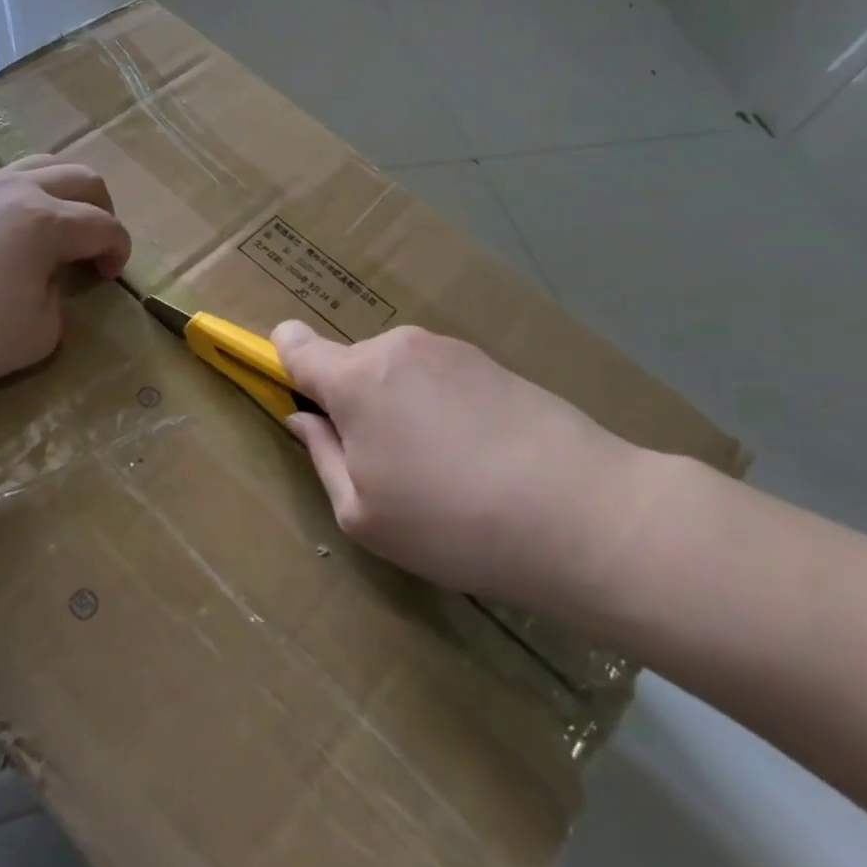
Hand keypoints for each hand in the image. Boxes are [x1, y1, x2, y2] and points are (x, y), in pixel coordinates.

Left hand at [0, 155, 129, 402]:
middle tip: (95, 247)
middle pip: (81, 177)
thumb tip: (47, 282)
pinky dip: (27, 196)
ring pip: (41, 165)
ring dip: (65, 193)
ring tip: (59, 228)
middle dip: (102, 210)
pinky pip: (4, 179)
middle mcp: (16, 190)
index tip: (110, 277)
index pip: (104, 225)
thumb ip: (59, 301)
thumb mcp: (39, 334)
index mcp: (45, 221)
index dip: (119, 250)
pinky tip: (13, 230)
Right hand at [273, 321, 656, 619]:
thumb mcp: (362, 514)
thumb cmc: (451, 522)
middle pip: (350, 365)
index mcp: (355, 379)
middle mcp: (396, 347)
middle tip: (383, 465)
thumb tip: (303, 419)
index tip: (295, 395)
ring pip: (396, 373)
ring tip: (440, 468)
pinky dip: (439, 407)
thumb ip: (321, 456)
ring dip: (398, 406)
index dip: (282, 360)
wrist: (584, 515)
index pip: (295, 344)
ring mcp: (449, 350)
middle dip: (351, 403)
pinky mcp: (492, 361)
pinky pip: (439, 378)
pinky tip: (477, 456)